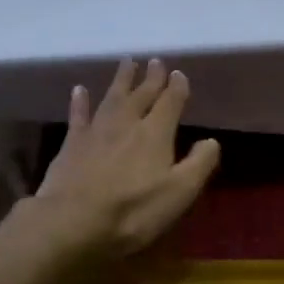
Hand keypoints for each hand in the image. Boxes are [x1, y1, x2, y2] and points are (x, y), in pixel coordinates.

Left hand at [4, 59, 219, 268]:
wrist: (72, 222)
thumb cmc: (133, 211)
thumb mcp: (180, 192)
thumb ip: (199, 163)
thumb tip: (211, 141)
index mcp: (156, 134)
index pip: (170, 103)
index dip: (176, 88)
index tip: (179, 73)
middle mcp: (127, 124)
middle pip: (142, 95)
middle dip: (151, 78)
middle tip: (156, 61)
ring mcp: (96, 132)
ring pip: (112, 98)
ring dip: (122, 80)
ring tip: (127, 62)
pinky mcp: (72, 145)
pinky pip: (78, 116)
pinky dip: (80, 102)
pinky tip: (80, 90)